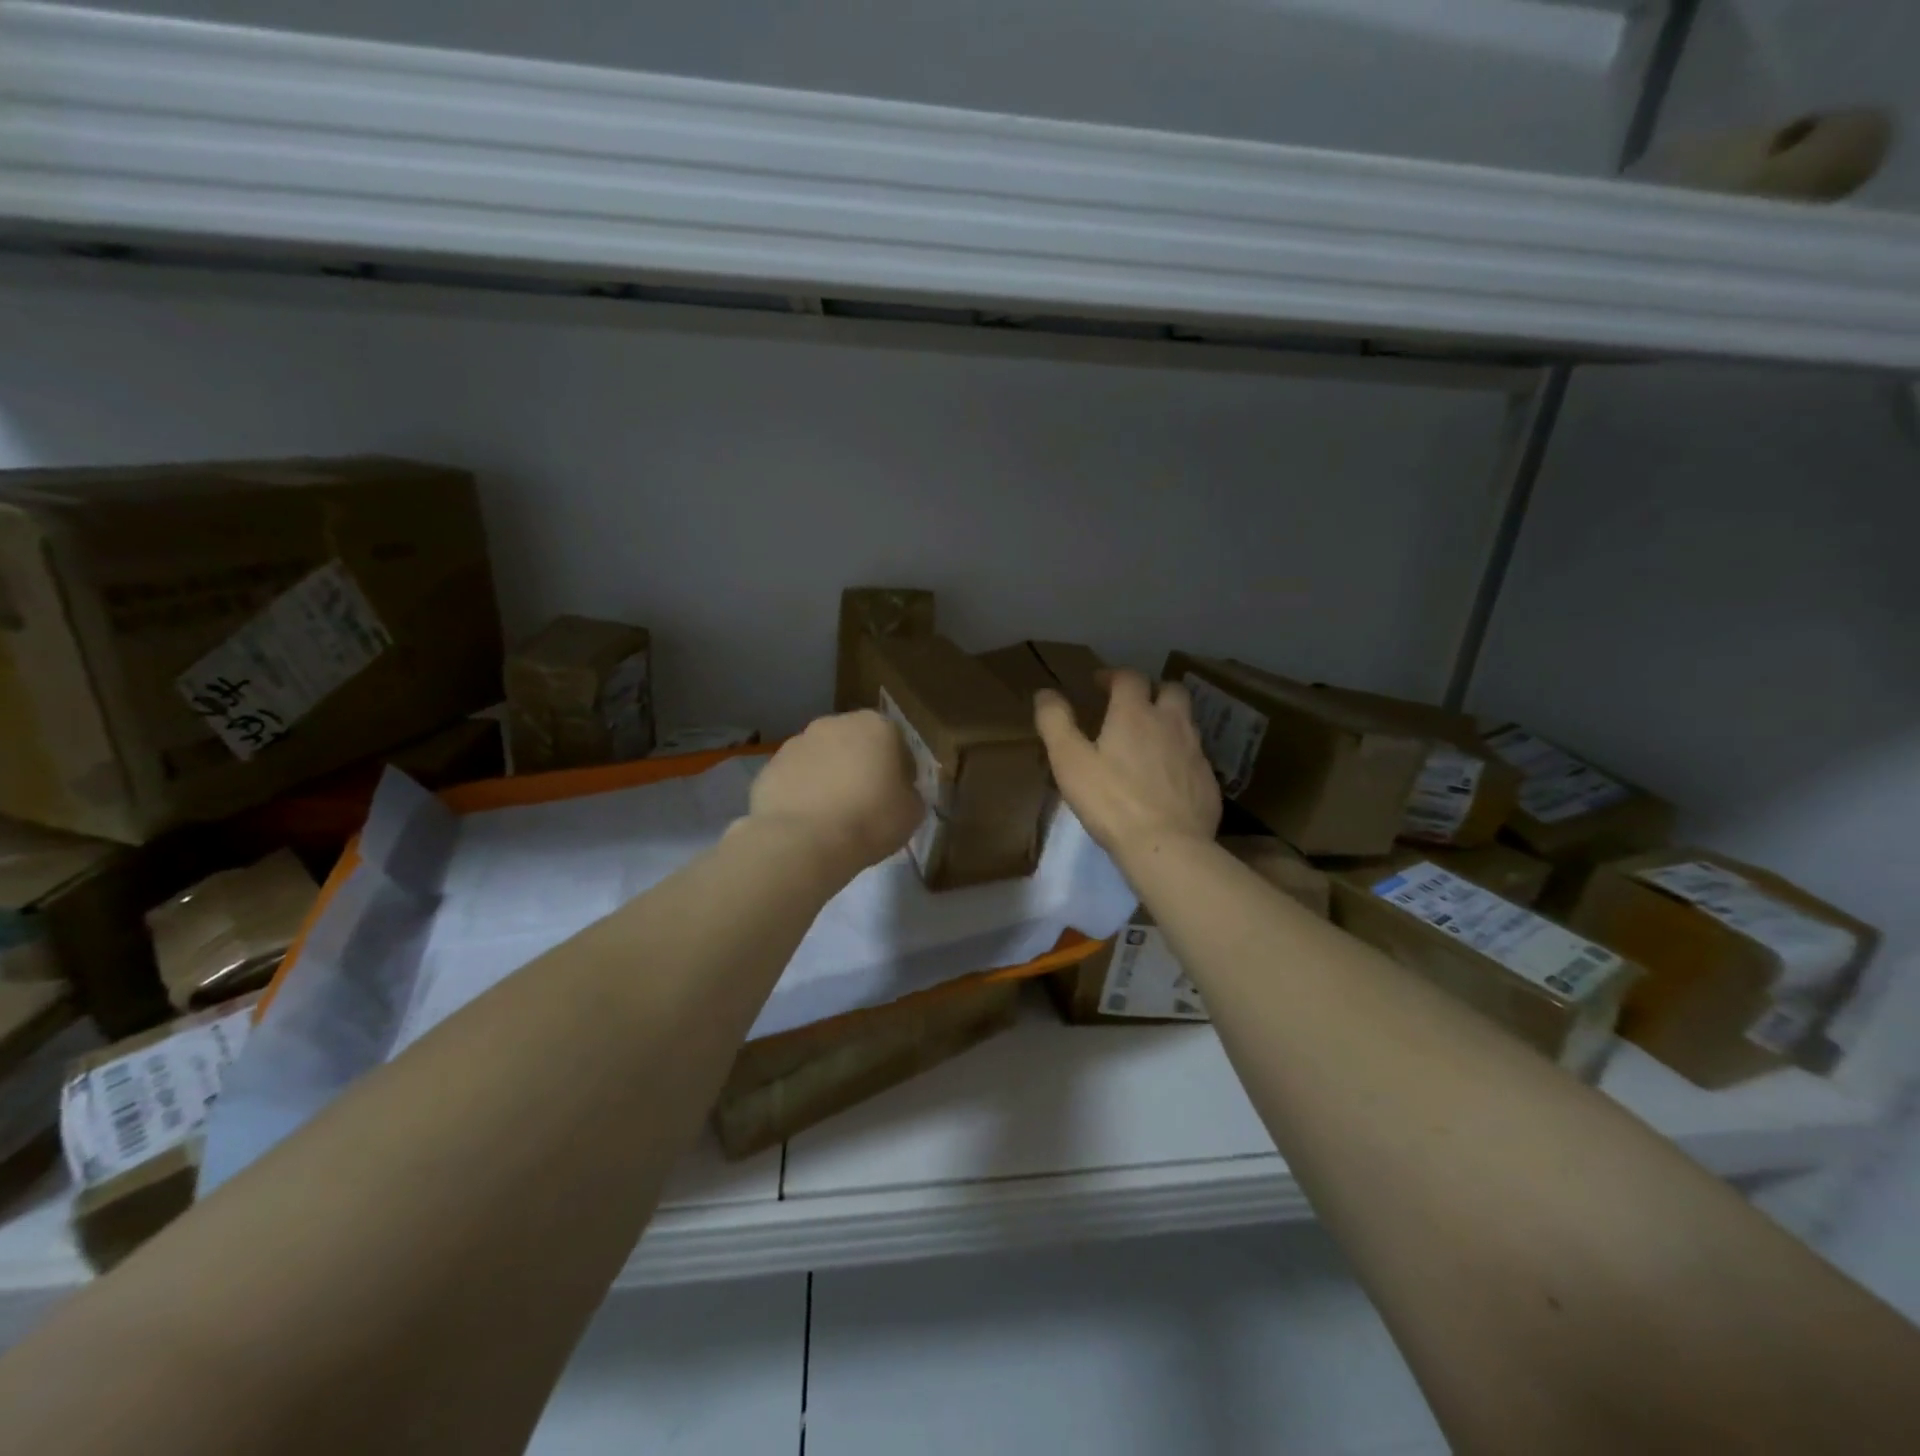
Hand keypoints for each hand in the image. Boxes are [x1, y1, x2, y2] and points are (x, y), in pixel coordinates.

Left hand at [747, 710, 923, 876]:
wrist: (802, 842)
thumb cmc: (870, 821)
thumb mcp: (912, 812)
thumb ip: (911, 793)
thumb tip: (901, 792)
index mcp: (877, 726)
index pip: (897, 743)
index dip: (901, 770)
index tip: (898, 796)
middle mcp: (835, 723)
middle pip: (856, 743)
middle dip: (860, 766)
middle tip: (865, 803)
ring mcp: (797, 742)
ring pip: (822, 758)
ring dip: (829, 776)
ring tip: (832, 815)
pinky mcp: (769, 766)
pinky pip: (795, 777)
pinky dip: (802, 792)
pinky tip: (807, 821)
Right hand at [1036, 670, 1220, 862]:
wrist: (1167, 846)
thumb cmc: (1111, 801)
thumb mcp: (1069, 761)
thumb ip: (1055, 722)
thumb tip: (1045, 692)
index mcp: (1135, 713)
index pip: (1129, 677)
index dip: (1113, 675)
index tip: (1099, 684)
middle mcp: (1171, 723)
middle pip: (1171, 689)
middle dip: (1152, 690)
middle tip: (1133, 706)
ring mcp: (1195, 751)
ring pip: (1187, 721)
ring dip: (1168, 721)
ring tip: (1149, 741)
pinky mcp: (1208, 780)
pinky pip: (1195, 756)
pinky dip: (1180, 755)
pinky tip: (1166, 778)